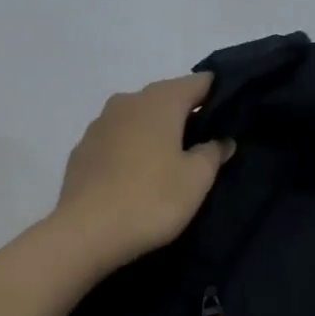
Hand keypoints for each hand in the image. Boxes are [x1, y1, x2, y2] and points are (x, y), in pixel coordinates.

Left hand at [55, 72, 234, 269]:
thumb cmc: (151, 199)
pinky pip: (117, 140)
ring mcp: (99, 124)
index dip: (219, 94)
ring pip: (138, 119)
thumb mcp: (197, 179)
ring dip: (156, 132)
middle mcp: (127, 102)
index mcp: (159, 101)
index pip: (199, 82)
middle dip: (187, 115)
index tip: (232, 116)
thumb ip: (213, 152)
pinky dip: (132, 149)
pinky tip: (138, 176)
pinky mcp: (82, 150)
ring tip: (171, 162)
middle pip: (166, 98)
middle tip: (206, 143)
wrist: (85, 232)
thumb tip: (221, 139)